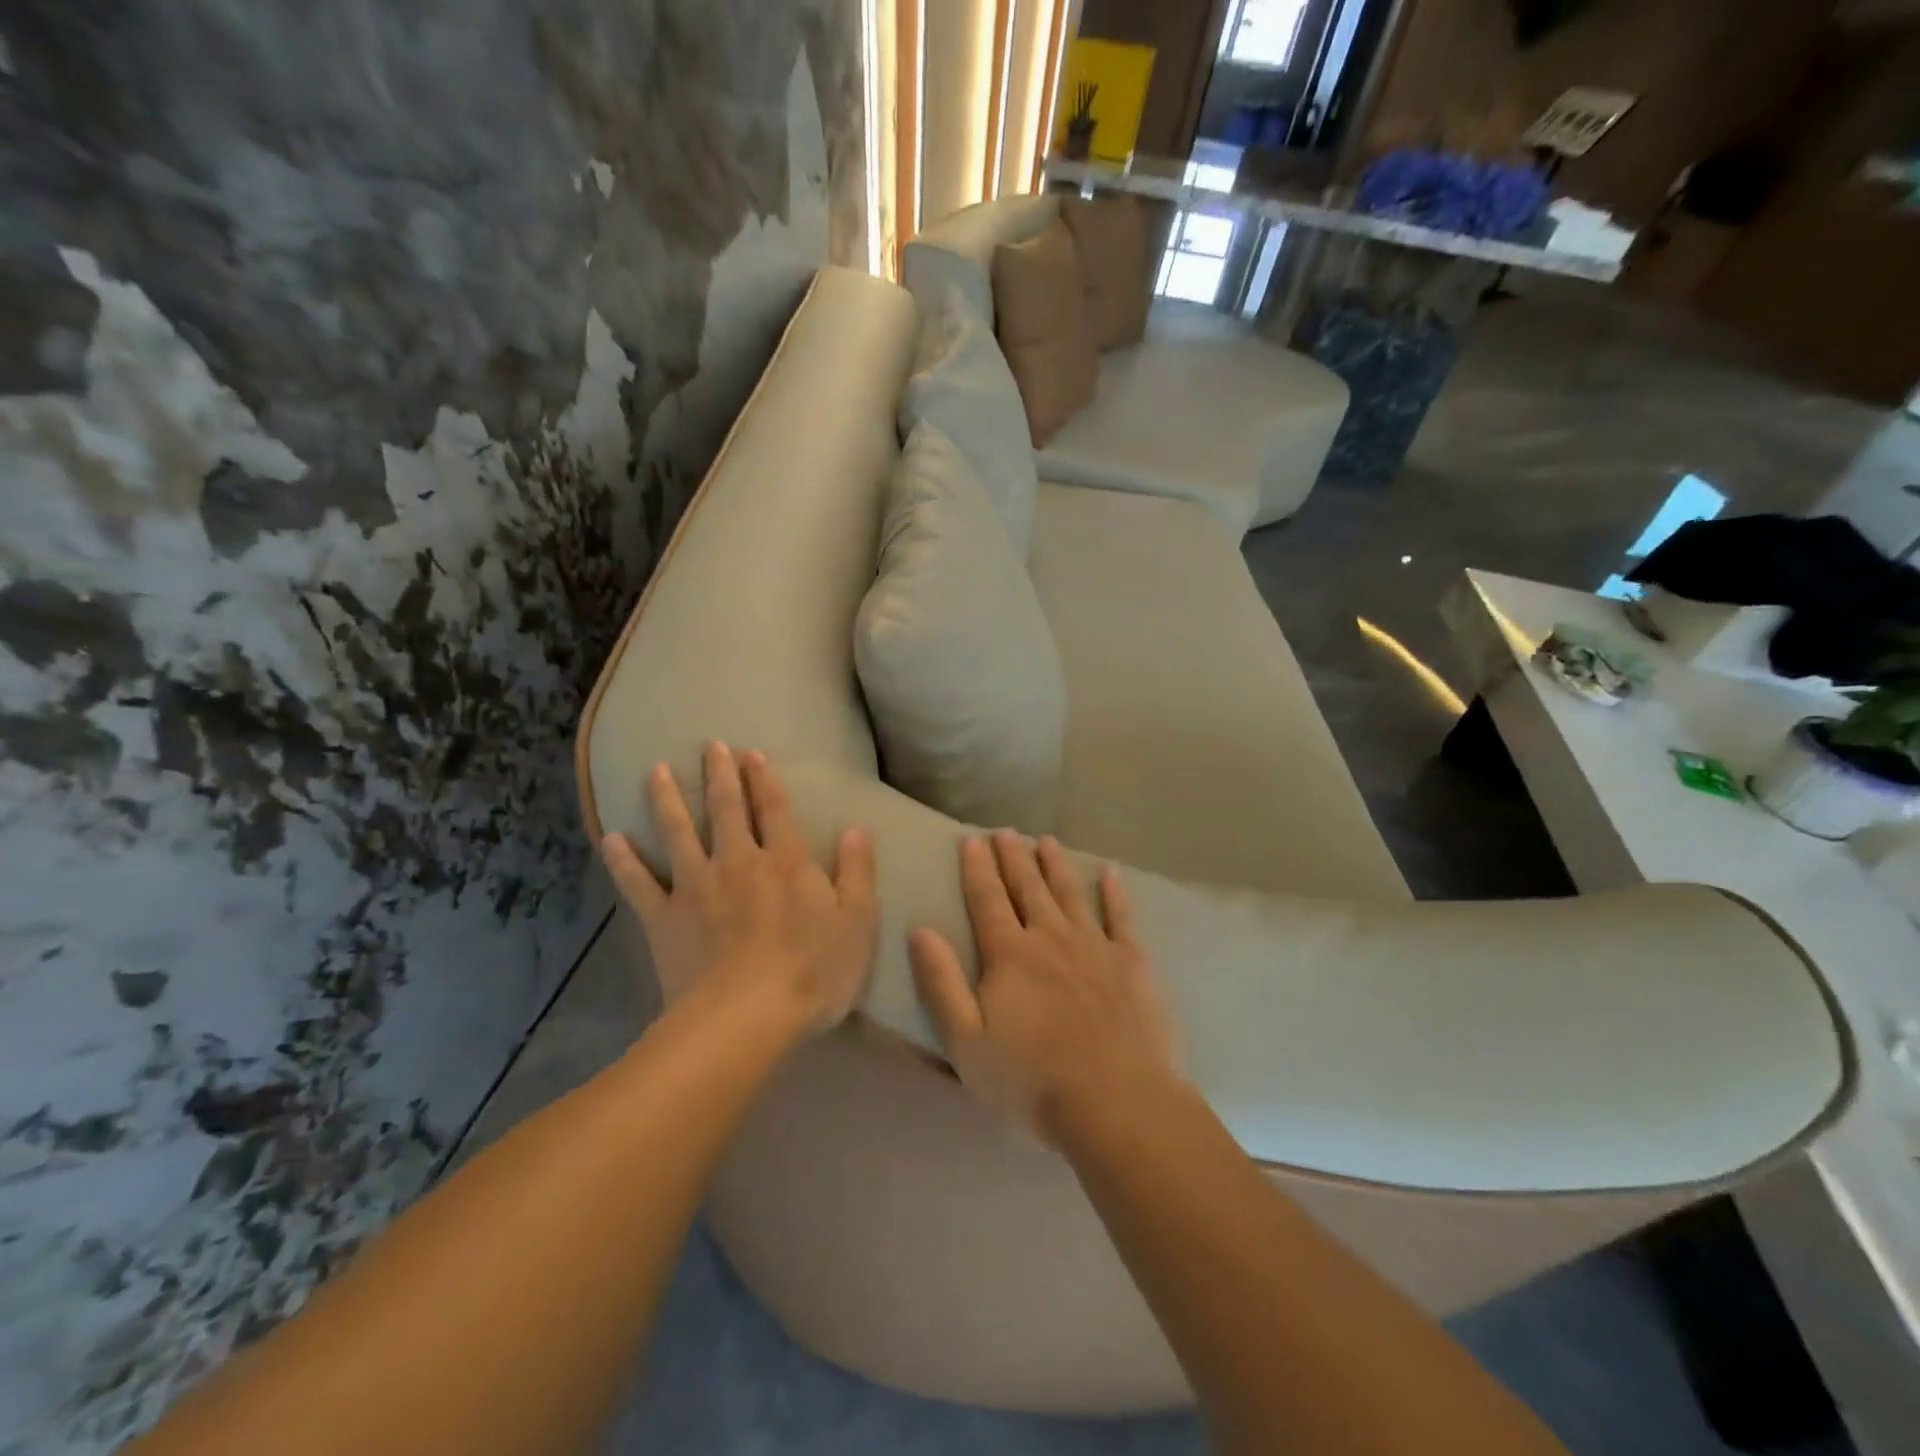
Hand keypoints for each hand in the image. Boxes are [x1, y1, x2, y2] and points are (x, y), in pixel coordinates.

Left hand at [601, 743, 877, 1033]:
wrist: (744, 1020)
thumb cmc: (811, 973)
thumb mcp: (856, 923)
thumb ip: (857, 872)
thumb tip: (857, 828)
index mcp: (785, 861)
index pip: (774, 809)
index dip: (764, 779)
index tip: (751, 753)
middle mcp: (738, 862)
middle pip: (726, 809)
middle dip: (719, 775)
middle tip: (710, 745)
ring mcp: (696, 887)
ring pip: (679, 833)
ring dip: (668, 800)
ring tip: (656, 770)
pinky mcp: (663, 918)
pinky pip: (639, 884)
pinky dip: (624, 861)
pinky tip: (612, 839)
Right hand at [909, 831, 1179, 1143]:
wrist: (1116, 1101)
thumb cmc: (1032, 1079)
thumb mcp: (966, 1040)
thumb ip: (941, 982)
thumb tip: (920, 929)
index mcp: (1009, 954)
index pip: (987, 899)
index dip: (977, 868)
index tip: (971, 840)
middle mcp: (1050, 937)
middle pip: (1027, 887)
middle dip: (1014, 857)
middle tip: (1006, 831)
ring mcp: (1094, 945)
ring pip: (1069, 893)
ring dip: (1055, 864)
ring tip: (1046, 840)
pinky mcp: (1132, 961)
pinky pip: (1121, 916)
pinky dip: (1114, 892)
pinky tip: (1110, 872)